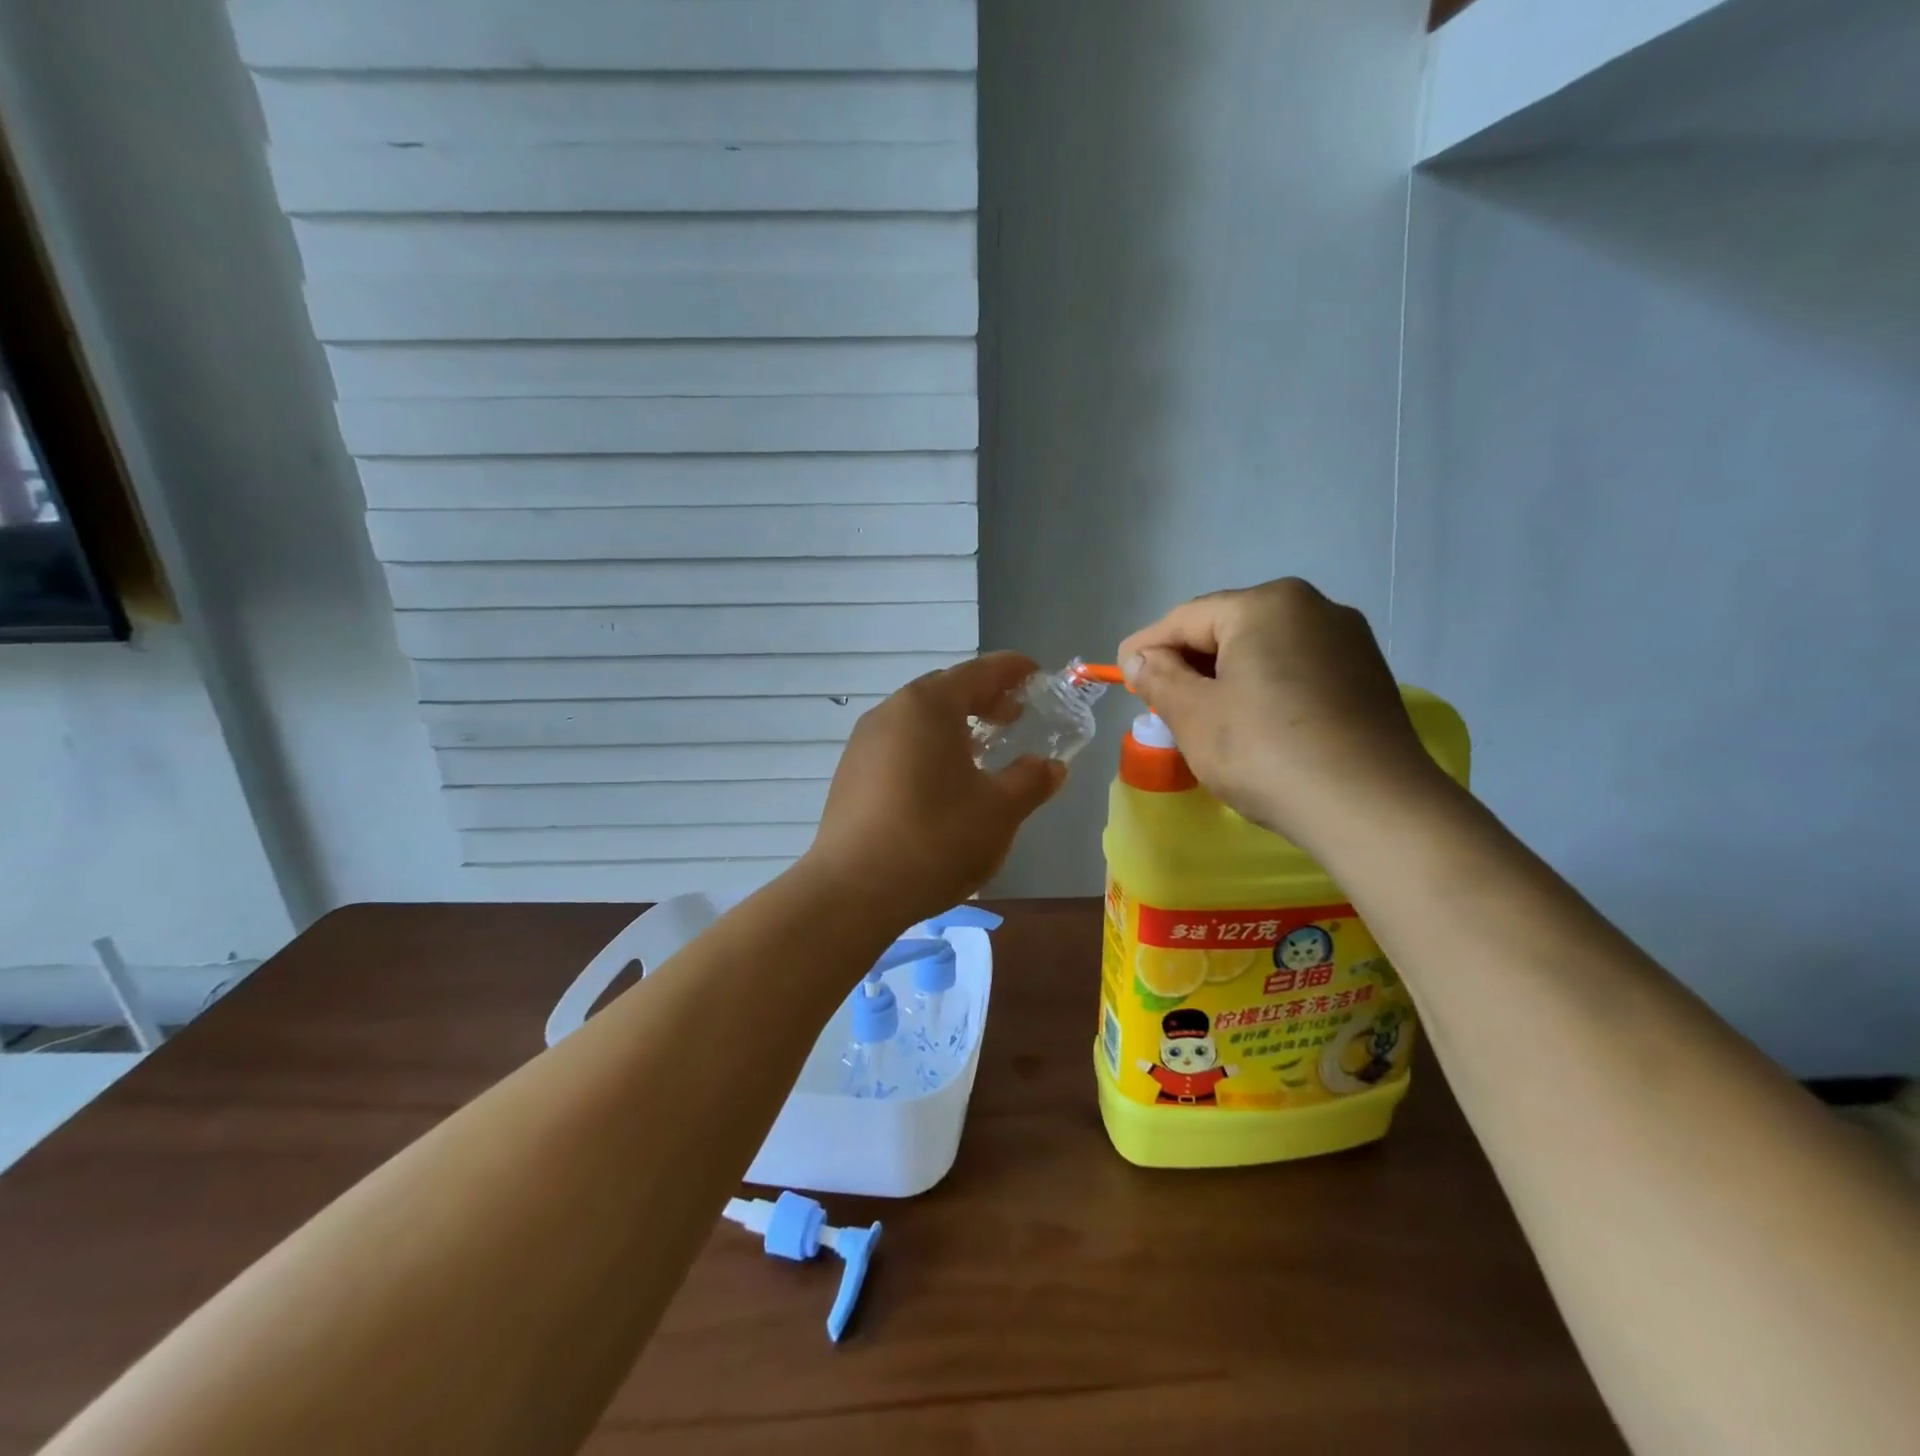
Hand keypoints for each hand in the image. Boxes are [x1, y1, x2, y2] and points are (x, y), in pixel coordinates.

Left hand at [807, 654, 1067, 924]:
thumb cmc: (936, 839)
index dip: (1012, 670)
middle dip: (983, 698)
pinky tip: (941, 782)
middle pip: (945, 690)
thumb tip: (1051, 766)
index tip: (1036, 675)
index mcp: (929, 706)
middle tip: (1014, 717)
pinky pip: (898, 744)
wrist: (853, 890)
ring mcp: (864, 742)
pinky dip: (927, 748)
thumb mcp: (999, 811)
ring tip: (981, 751)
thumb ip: (1031, 781)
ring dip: (954, 726)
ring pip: (918, 719)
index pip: (979, 671)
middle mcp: (892, 712)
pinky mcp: (850, 773)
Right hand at [1118, 579, 1444, 853]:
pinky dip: (1265, 690)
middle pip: (1228, 629)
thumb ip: (1159, 679)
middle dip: (1188, 663)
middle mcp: (1313, 608)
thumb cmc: (1266, 752)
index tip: (1121, 677)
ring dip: (1226, 678)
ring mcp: (1348, 642)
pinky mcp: (1368, 677)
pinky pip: (1297, 671)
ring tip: (1204, 718)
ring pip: (1265, 651)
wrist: (1372, 808)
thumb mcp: (1194, 716)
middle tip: (1159, 702)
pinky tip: (1254, 726)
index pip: (1185, 618)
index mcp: (1266, 604)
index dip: (1146, 647)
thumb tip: (1140, 659)